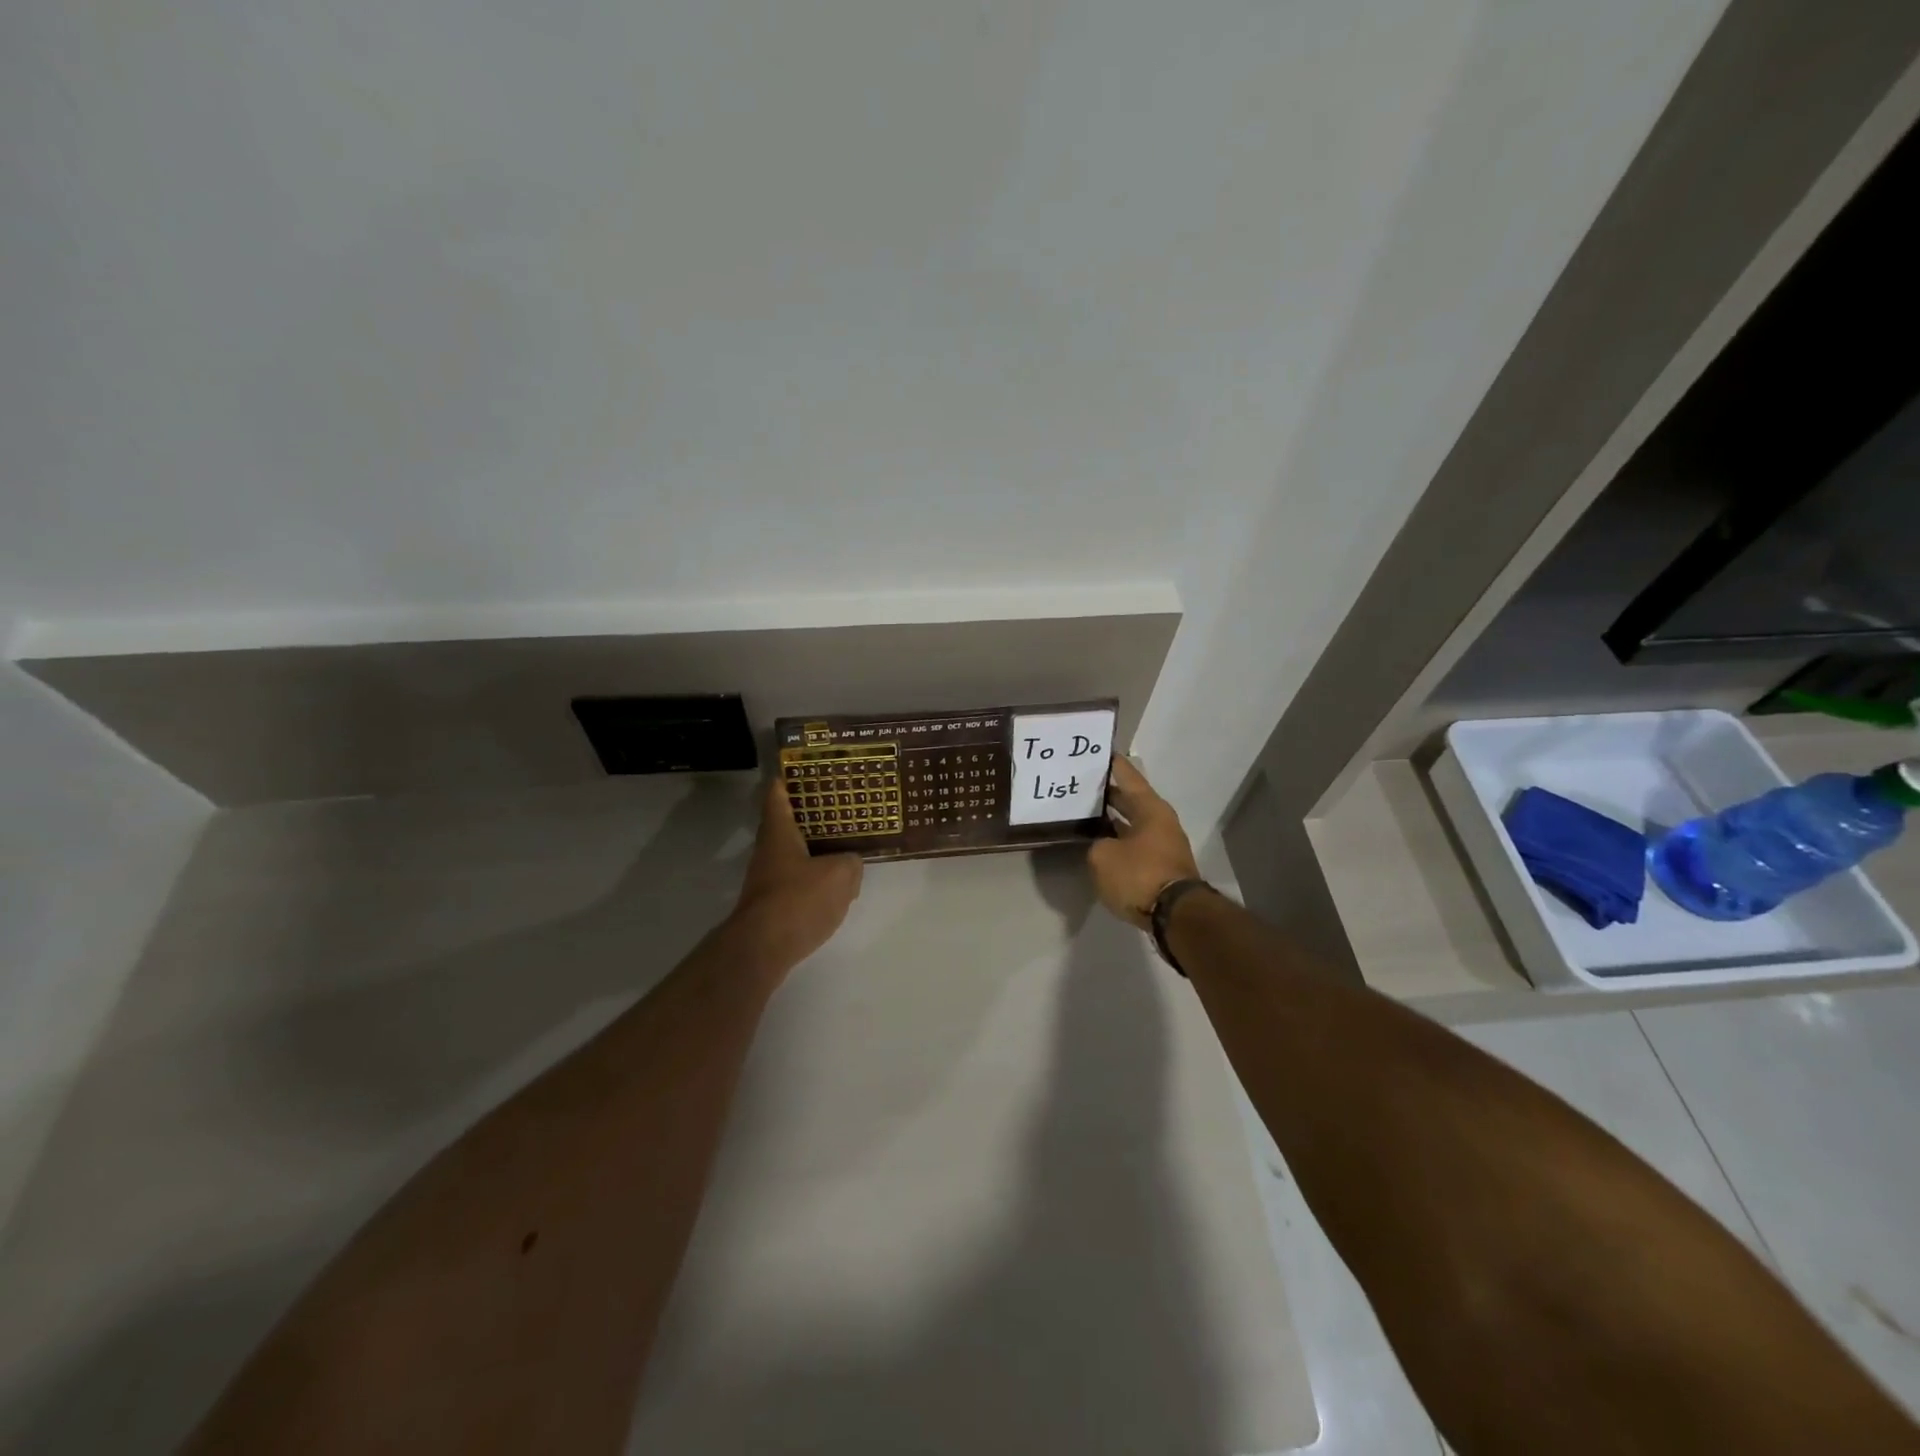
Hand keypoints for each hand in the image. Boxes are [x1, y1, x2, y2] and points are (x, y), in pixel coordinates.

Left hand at [729, 775, 863, 969]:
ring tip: (845, 846)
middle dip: (811, 815)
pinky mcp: (772, 905)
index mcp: (779, 832)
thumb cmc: (798, 900)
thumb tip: (850, 862)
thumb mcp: (839, 875)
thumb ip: (851, 862)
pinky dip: (814, 878)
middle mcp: (768, 851)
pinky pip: (797, 881)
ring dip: (815, 850)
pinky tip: (836, 886)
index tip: (804, 769)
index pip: (777, 795)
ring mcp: (767, 879)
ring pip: (794, 854)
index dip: (788, 779)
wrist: (763, 949)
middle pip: (788, 824)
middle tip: (840, 806)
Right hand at [1088, 756, 1201, 929]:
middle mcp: (1160, 821)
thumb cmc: (1139, 875)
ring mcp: (1163, 844)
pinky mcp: (1160, 866)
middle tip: (1082, 785)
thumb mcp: (1103, 856)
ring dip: (1112, 819)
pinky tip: (1099, 843)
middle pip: (1130, 800)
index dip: (1113, 764)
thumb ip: (1097, 844)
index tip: (1099, 752)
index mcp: (1150, 808)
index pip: (1128, 776)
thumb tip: (1104, 846)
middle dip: (1108, 794)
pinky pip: (1134, 844)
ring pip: (1132, 823)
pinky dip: (1118, 840)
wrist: (1174, 916)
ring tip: (1086, 814)